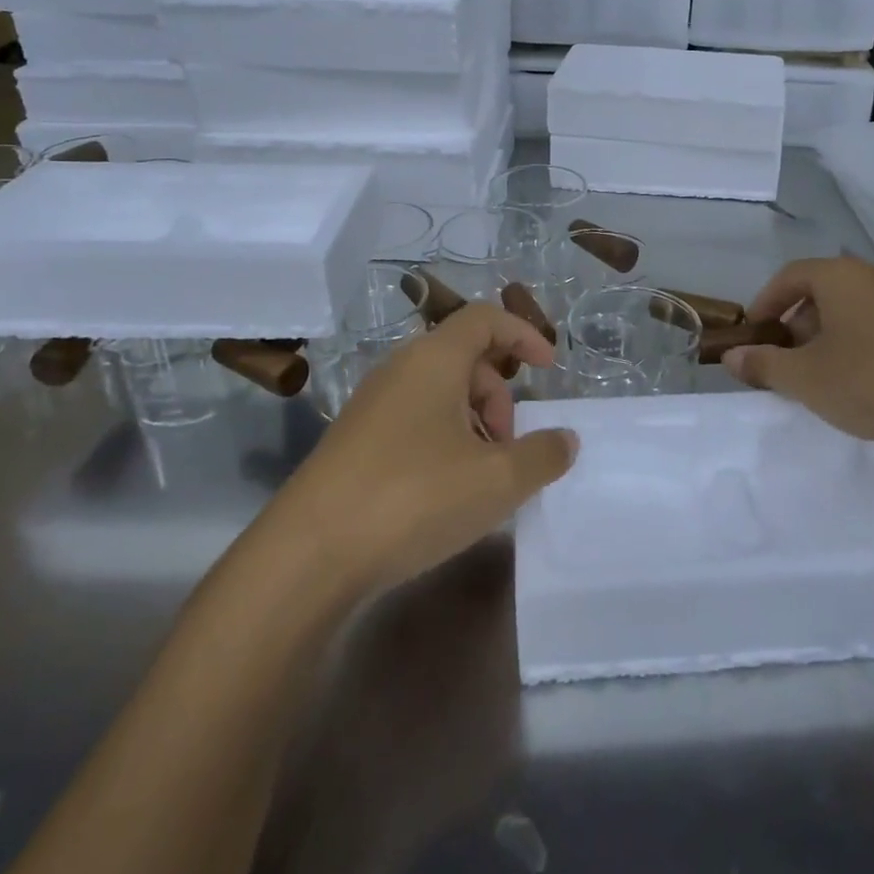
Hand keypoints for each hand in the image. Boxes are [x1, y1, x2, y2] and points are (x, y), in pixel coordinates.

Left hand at [264, 304, 577, 597]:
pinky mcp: (354, 440)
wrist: (308, 554)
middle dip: (499, 396)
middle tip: (509, 448)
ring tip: (481, 477)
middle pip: (465, 358)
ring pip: (439, 392)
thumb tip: (565, 439)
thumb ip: (542, 455)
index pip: (484, 318)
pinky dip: (443, 440)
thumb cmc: (414, 498)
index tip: (549, 370)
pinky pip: (413, 419)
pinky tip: (445, 491)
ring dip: (473, 422)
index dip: (523, 334)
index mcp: (434, 359)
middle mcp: (399, 369)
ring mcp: (371, 405)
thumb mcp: (496, 481)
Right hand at [722, 256, 873, 448]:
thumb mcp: (806, 378)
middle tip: (785, 359)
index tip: (753, 334)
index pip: (789, 276)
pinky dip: (857, 340)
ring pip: (850, 306)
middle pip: (820, 289)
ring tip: (821, 372)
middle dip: (795, 322)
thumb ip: (763, 365)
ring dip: (826, 333)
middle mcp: (872, 275)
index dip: (765, 303)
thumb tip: (731, 356)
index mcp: (839, 276)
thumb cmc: (872, 380)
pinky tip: (861, 377)